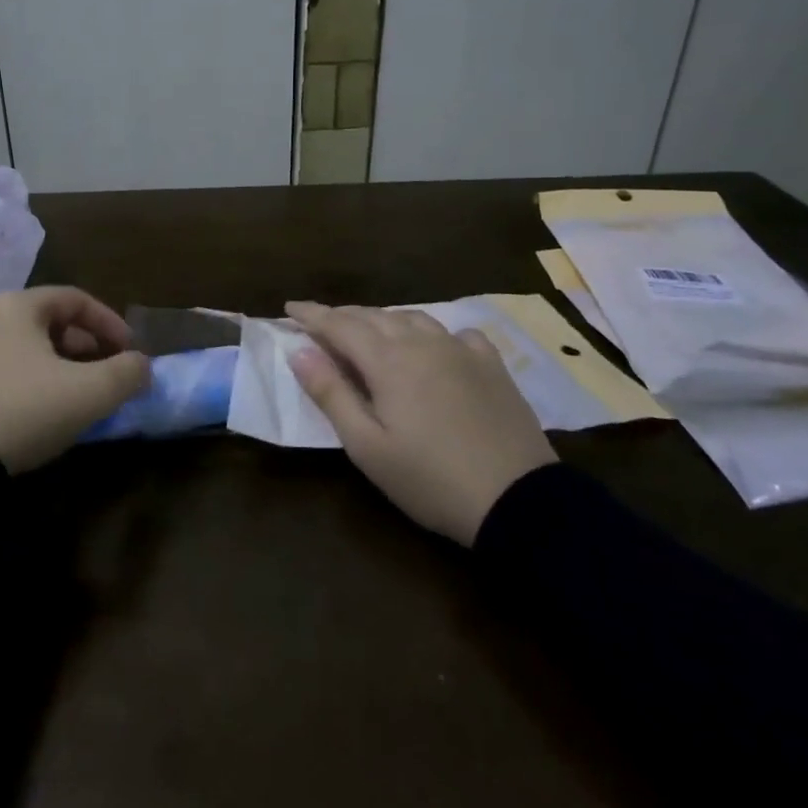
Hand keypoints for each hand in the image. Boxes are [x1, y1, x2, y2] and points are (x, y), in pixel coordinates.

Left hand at [0, 287, 149, 472]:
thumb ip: (127, 374)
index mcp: (15, 307)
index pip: (74, 299)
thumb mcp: (89, 395)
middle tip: (98, 374)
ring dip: (47, 366)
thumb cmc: (21, 412)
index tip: (129, 351)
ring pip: (13, 348)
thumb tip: (141, 366)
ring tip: (64, 398)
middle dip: (79, 346)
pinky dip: (15, 384)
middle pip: (42, 322)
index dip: (109, 322)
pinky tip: (21, 417)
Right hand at [285, 301, 557, 545]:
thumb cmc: (430, 479)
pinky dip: (432, 332)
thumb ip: (331, 394)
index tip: (289, 307)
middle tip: (320, 323)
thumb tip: (299, 352)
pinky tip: (434, 346)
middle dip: (342, 315)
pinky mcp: (491, 365)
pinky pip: (455, 332)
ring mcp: (461, 350)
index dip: (312, 314)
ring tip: (368, 330)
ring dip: (383, 319)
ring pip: (413, 318)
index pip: (339, 325)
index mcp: (388, 360)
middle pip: (374, 316)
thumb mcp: (368, 446)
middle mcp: (423, 342)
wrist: (518, 500)